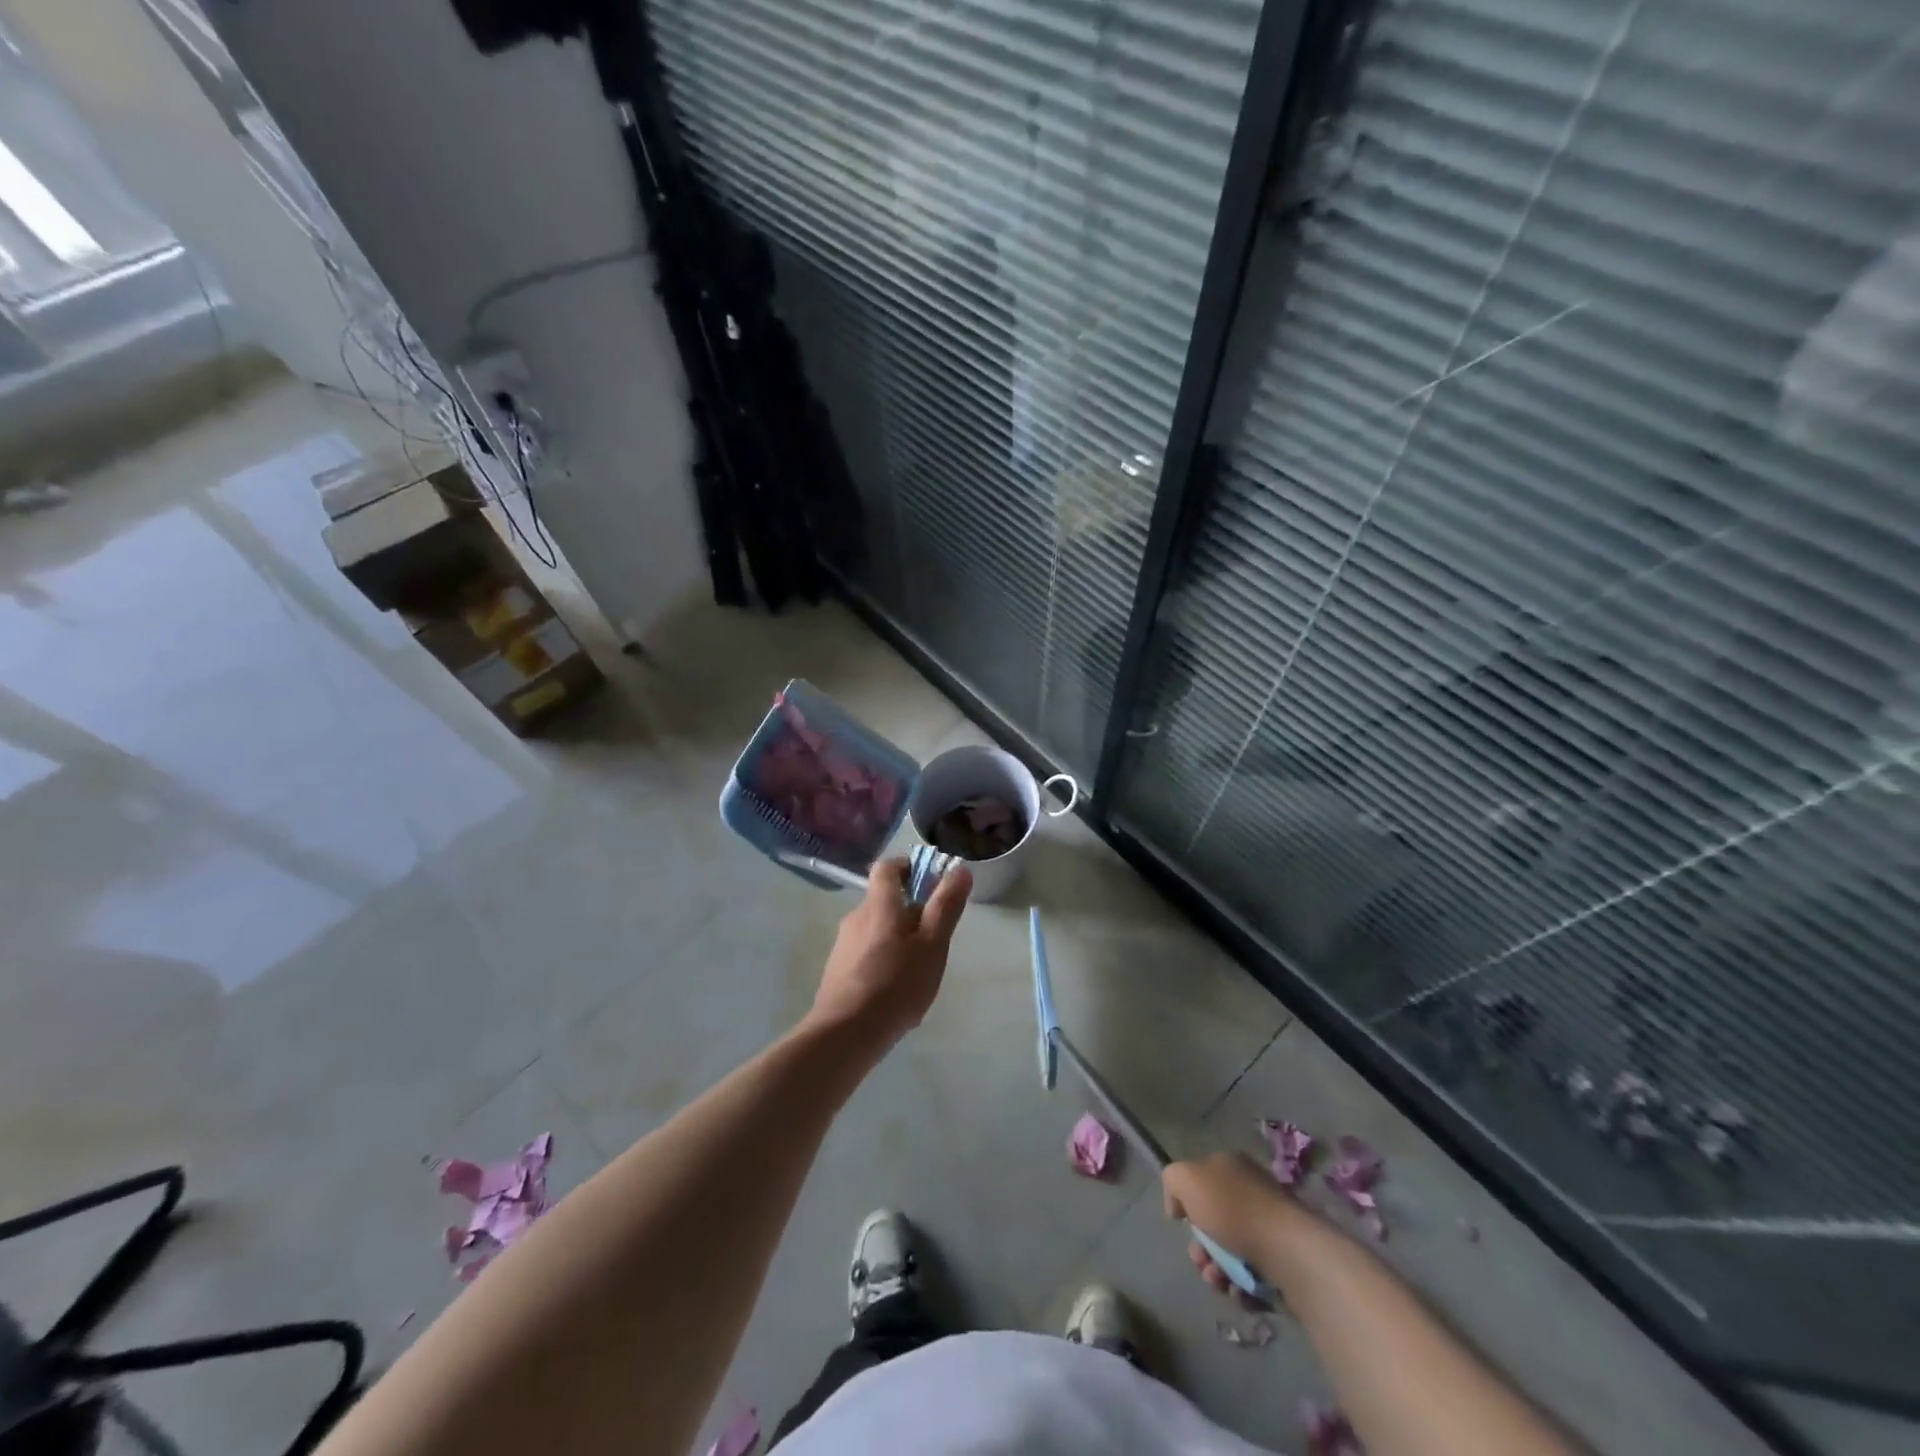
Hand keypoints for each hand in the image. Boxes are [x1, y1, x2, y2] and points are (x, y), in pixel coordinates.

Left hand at [808, 857, 971, 1046]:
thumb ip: (946, 905)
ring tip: (918, 970)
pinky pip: (865, 954)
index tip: (929, 883)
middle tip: (934, 937)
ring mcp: (843, 945)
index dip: (908, 867)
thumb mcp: (933, 944)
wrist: (846, 1033)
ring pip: (876, 929)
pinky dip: (883, 961)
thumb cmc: (896, 983)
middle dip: (909, 911)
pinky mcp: (837, 971)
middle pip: (884, 900)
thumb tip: (960, 869)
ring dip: (897, 939)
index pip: (887, 867)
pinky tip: (896, 991)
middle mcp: (856, 917)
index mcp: (879, 904)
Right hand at [1163, 1152, 1291, 1298]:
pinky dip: (1240, 1286)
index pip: (1200, 1182)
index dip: (1187, 1205)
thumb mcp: (1186, 1179)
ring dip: (1217, 1272)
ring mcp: (1269, 1227)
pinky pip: (1252, 1274)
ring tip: (1220, 1282)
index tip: (1183, 1225)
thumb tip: (1179, 1206)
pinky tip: (1239, 1292)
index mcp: (1230, 1166)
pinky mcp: (1283, 1260)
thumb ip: (1172, 1181)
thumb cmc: (1233, 1209)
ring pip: (1231, 1252)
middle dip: (1201, 1248)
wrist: (1287, 1250)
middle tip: (1202, 1262)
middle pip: (1213, 1222)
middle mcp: (1251, 1191)